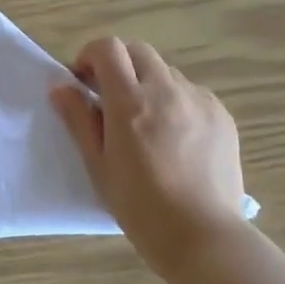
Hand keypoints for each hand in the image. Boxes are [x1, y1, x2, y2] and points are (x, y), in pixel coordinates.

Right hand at [51, 38, 246, 277]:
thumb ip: (79, 120)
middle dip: (118, 65)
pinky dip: (175, 102)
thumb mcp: (98, 165)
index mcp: (130, 101)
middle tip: (109, 99)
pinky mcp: (222, 116)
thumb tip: (62, 87)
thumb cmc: (139, 206)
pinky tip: (174, 139)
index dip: (90, 56)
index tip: (83, 83)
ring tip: (144, 124)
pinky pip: (191, 94)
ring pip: (166, 73)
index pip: (108, 49)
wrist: (202, 235)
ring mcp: (200, 100)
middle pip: (138, 52)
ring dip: (147, 84)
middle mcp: (167, 90)